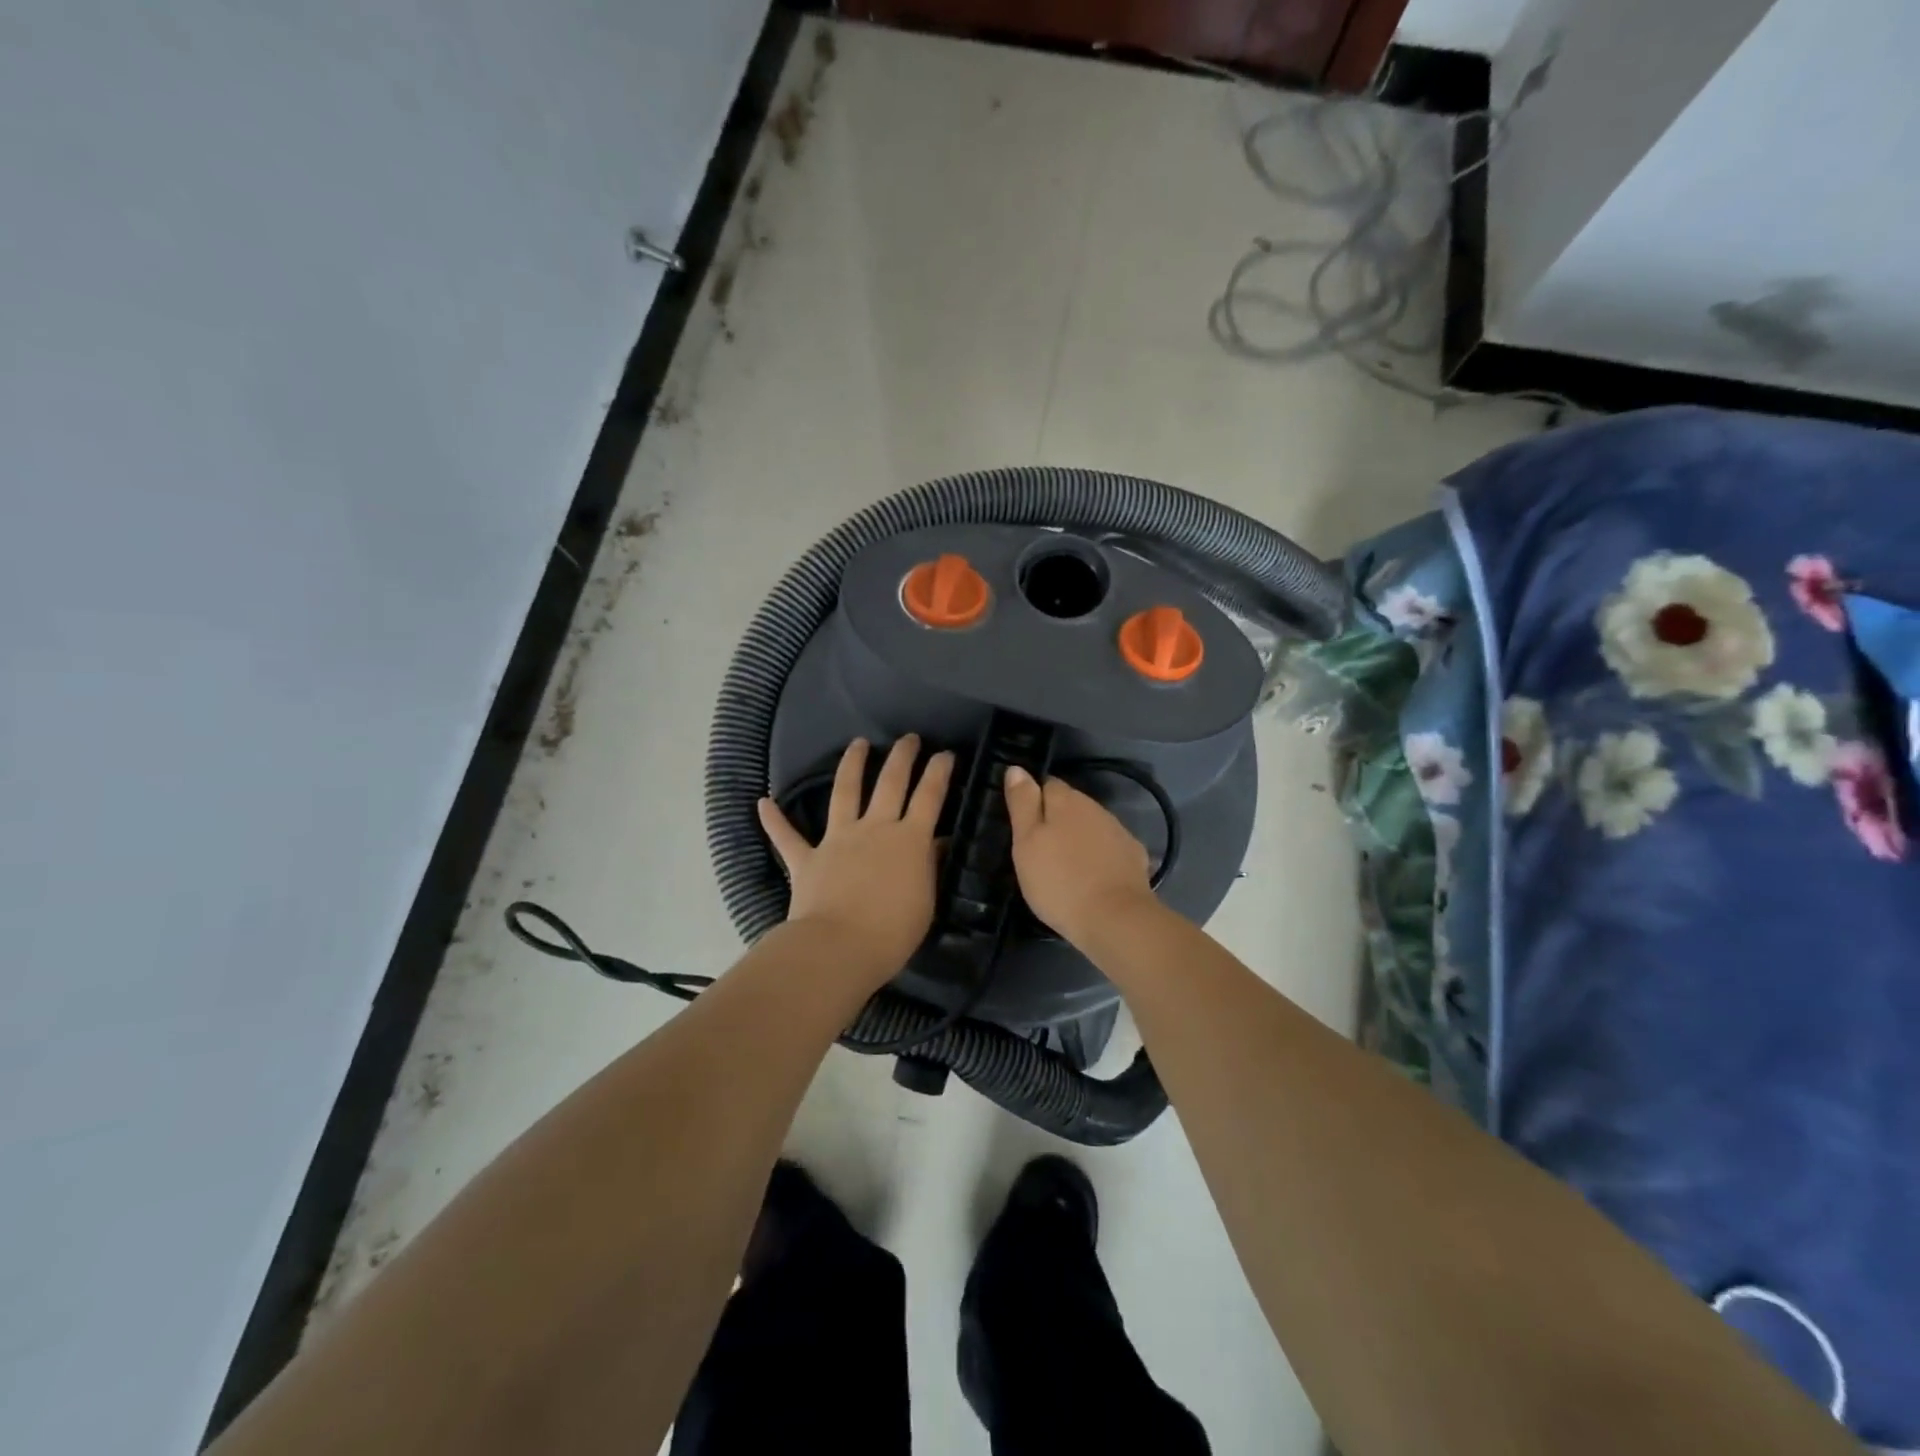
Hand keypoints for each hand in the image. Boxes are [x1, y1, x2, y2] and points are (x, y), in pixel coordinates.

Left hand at [758, 736, 954, 984]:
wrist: (839, 948)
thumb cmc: (892, 932)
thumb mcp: (926, 901)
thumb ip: (929, 867)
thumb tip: (936, 844)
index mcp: (909, 840)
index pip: (930, 797)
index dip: (939, 772)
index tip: (945, 754)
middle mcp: (875, 829)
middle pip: (891, 782)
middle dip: (902, 756)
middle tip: (909, 738)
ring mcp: (838, 840)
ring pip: (845, 792)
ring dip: (851, 764)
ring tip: (858, 743)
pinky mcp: (807, 858)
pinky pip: (787, 836)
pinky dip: (774, 820)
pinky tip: (763, 802)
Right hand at [1002, 767, 1156, 946]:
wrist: (1115, 919)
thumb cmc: (1059, 881)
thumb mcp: (1026, 843)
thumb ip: (1022, 803)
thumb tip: (1017, 769)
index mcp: (1067, 800)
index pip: (1047, 784)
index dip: (1033, 802)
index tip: (1024, 827)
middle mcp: (1096, 808)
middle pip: (1071, 805)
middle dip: (1057, 821)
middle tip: (1041, 851)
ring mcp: (1119, 831)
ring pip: (1091, 826)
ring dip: (1079, 838)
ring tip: (1065, 867)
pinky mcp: (1134, 857)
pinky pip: (1110, 848)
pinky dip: (1100, 857)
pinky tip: (1093, 878)